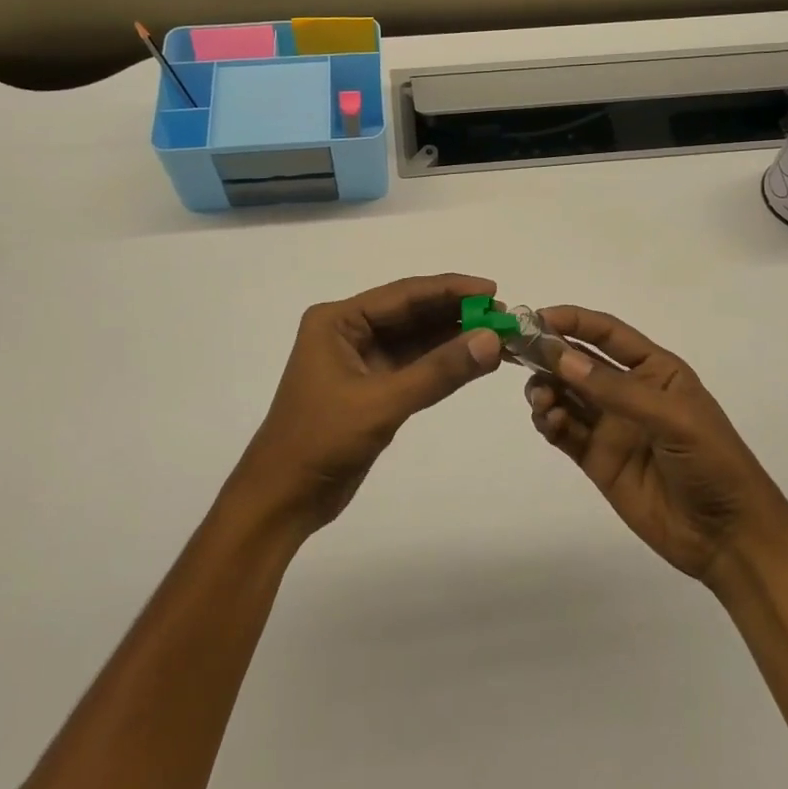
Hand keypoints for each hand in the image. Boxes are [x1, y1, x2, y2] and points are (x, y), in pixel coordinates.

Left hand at [236, 274, 503, 533]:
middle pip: (411, 313)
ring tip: (499, 335)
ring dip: (454, 337)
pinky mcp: (372, 387)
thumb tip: (492, 340)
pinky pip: (414, 365)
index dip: (450, 289)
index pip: (403, 295)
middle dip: (456, 313)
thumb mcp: (382, 403)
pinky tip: (475, 360)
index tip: (493, 291)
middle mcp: (349, 331)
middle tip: (505, 316)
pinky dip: (443, 363)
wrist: (282, 499)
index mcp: (338, 320)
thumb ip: (438, 371)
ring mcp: (361, 359)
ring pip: (416, 339)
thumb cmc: (321, 440)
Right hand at [525, 306, 787, 586]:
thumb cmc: (712, 462)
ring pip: (565, 395)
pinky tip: (549, 422)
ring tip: (542, 401)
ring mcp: (610, 426)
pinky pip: (564, 431)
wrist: (729, 537)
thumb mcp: (672, 418)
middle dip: (549, 355)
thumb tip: (560, 357)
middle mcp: (628, 391)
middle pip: (578, 362)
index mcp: (654, 370)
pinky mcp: (596, 459)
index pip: (607, 333)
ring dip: (545, 389)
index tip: (537, 318)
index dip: (574, 321)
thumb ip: (615, 389)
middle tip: (519, 356)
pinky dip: (549, 422)